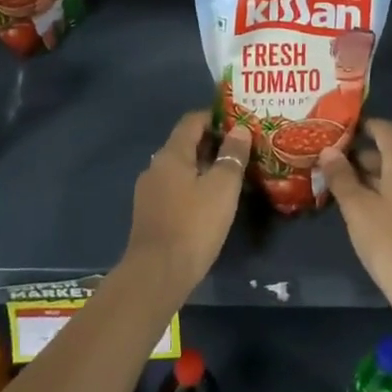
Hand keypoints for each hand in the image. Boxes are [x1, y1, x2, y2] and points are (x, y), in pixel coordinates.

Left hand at [123, 112, 249, 298]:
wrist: (157, 274)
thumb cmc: (193, 225)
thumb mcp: (222, 188)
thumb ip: (232, 156)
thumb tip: (240, 130)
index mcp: (171, 154)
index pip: (192, 121)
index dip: (215, 117)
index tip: (239, 122)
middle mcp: (156, 166)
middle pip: (185, 144)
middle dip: (213, 143)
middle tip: (241, 150)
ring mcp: (149, 192)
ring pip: (180, 168)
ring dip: (204, 167)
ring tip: (230, 176)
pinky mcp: (150, 214)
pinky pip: (175, 188)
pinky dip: (193, 186)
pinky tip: (210, 202)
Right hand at [317, 119, 391, 313]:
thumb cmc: (390, 243)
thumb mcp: (357, 209)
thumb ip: (342, 177)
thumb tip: (329, 150)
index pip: (387, 131)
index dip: (366, 125)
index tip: (342, 129)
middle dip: (363, 157)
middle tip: (333, 164)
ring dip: (373, 179)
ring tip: (344, 190)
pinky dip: (386, 196)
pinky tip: (367, 214)